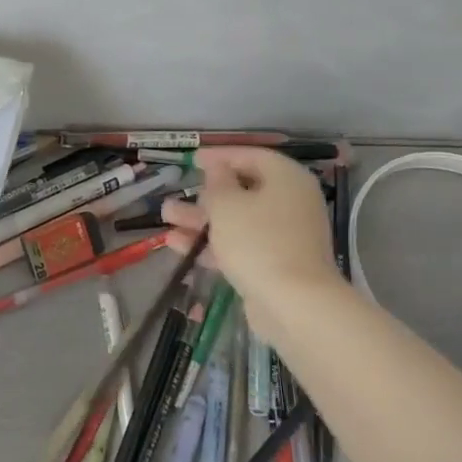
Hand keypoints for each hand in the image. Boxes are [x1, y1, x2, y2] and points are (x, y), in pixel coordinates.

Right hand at [161, 148, 344, 340]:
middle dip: (204, 195)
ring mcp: (284, 236)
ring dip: (201, 220)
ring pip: (238, 220)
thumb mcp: (227, 204)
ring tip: (166, 218)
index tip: (192, 160)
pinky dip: (214, 244)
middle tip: (177, 193)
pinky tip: (178, 246)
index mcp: (286, 179)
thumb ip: (217, 182)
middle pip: (243, 191)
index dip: (220, 156)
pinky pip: (241, 245)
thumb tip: (217, 168)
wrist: (294, 305)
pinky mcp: (276, 264)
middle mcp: (290, 203)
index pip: (251, 156)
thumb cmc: (258, 241)